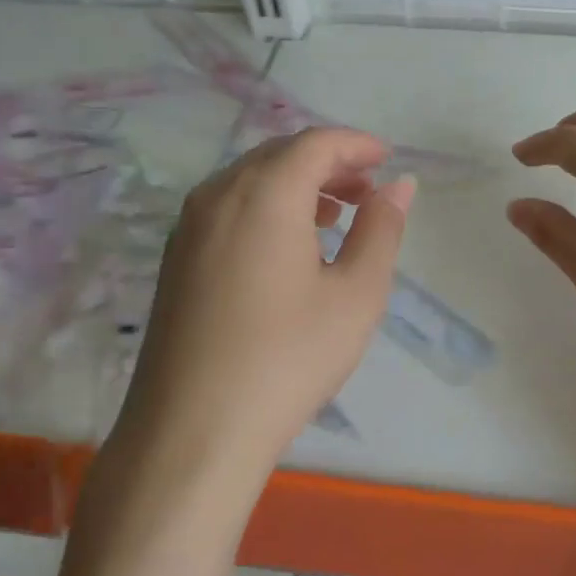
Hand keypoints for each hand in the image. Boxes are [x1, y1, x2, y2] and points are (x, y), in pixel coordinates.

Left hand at [122, 128, 413, 468]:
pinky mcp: (176, 259)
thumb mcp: (356, 294)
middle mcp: (218, 196)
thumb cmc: (288, 358)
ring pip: (250, 180)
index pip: (315, 143)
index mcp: (264, 194)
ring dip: (297, 184)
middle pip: (279, 154)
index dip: (356, 144)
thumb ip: (381, 230)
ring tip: (335, 215)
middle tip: (368, 190)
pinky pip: (228, 208)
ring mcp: (188, 227)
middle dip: (328, 162)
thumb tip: (398, 186)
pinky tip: (289, 247)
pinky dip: (267, 207)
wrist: (192, 431)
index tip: (387, 160)